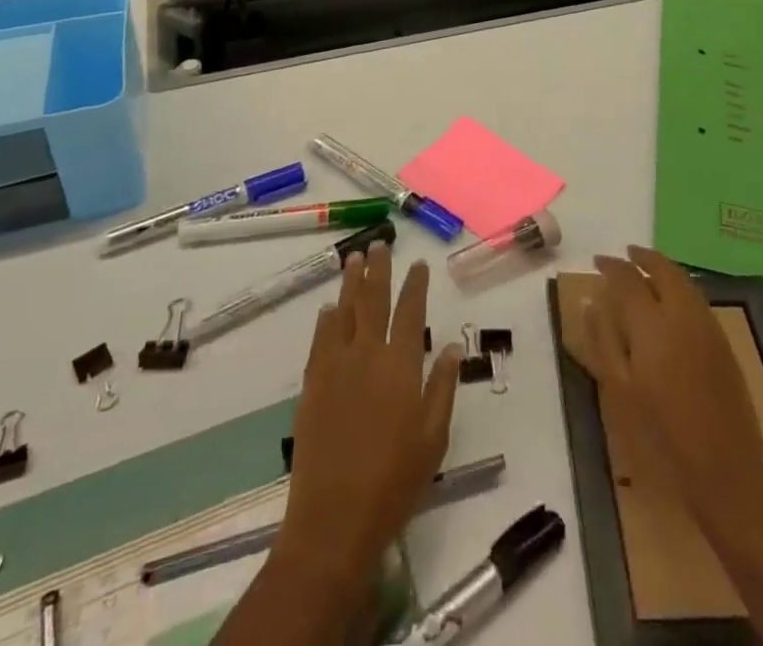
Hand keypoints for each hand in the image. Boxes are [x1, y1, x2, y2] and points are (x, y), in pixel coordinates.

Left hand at [279, 243, 461, 582]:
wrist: (334, 518)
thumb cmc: (394, 482)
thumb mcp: (433, 438)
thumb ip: (442, 387)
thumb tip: (449, 346)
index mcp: (400, 366)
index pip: (410, 312)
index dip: (415, 284)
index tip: (419, 263)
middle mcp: (367, 354)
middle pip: (373, 300)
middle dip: (379, 269)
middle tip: (381, 244)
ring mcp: (336, 366)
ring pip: (345, 311)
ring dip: (351, 282)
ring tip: (355, 258)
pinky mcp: (312, 383)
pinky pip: (320, 339)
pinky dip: (327, 319)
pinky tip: (330, 308)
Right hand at [567, 245, 762, 525]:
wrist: (726, 469)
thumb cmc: (662, 433)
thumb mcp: (620, 388)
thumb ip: (603, 339)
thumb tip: (591, 301)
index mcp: (651, 322)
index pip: (627, 277)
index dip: (611, 266)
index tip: (598, 262)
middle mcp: (682, 313)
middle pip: (663, 268)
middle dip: (643, 256)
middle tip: (626, 254)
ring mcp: (707, 325)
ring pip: (684, 280)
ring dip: (663, 269)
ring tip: (646, 271)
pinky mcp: (723, 342)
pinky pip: (697, 298)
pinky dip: (680, 287)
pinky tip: (670, 302)